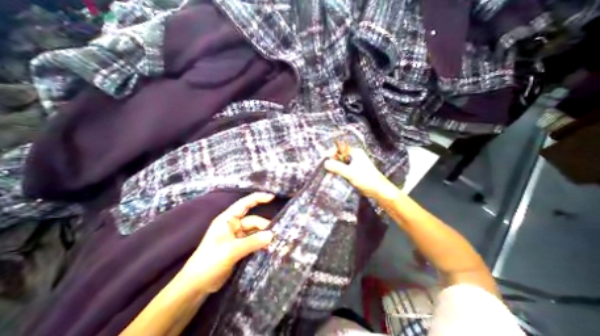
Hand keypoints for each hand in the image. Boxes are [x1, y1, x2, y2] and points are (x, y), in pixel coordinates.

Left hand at [176, 193, 273, 292]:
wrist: (197, 286)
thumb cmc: (210, 262)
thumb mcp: (231, 250)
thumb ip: (252, 242)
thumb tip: (272, 235)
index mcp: (228, 219)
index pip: (245, 203)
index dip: (258, 198)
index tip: (272, 197)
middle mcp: (233, 225)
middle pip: (253, 221)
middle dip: (265, 226)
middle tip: (276, 235)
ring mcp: (237, 236)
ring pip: (255, 231)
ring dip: (264, 236)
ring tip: (275, 243)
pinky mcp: (240, 246)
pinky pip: (254, 241)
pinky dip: (261, 243)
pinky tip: (268, 249)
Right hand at [326, 147, 397, 199]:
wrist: (378, 190)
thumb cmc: (366, 179)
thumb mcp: (350, 173)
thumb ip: (337, 167)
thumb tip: (325, 163)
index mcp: (355, 152)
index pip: (339, 148)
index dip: (332, 153)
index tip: (325, 160)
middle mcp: (354, 156)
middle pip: (339, 155)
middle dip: (332, 161)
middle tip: (327, 168)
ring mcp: (354, 164)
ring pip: (340, 163)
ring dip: (335, 167)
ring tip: (329, 173)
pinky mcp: (353, 171)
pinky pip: (343, 169)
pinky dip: (338, 172)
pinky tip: (334, 176)